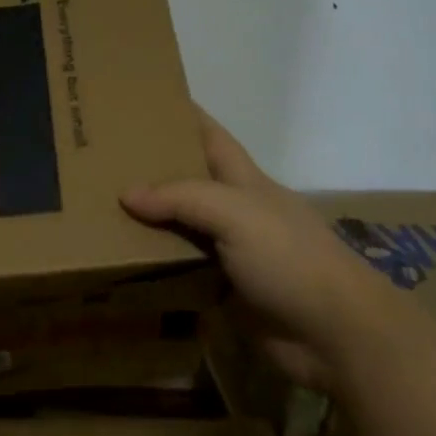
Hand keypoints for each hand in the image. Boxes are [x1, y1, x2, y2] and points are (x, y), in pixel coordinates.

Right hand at [120, 107, 412, 373]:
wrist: (336, 335)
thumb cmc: (291, 259)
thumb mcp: (237, 214)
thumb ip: (182, 198)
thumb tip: (126, 194)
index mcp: (245, 182)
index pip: (211, 136)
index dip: (184, 115)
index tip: (144, 101)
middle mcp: (236, 212)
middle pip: (189, 182)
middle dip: (152, 169)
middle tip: (102, 162)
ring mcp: (231, 253)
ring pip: (181, 228)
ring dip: (147, 222)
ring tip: (99, 211)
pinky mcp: (224, 291)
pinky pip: (181, 271)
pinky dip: (154, 267)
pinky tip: (121, 264)